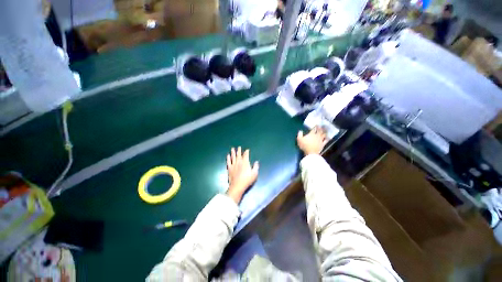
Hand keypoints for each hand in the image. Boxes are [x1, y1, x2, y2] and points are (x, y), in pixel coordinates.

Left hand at [226, 147, 258, 203]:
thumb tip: (256, 162)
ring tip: (232, 148)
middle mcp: (239, 162)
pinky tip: (228, 155)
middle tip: (239, 147)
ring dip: (233, 152)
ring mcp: (233, 165)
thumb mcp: (254, 174)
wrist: (237, 186)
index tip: (247, 150)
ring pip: (233, 157)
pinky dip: (228, 158)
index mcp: (245, 162)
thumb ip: (255, 167)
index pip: (246, 155)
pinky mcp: (229, 168)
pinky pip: (228, 162)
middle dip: (239, 150)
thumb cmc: (247, 180)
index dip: (246, 152)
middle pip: (239, 155)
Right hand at [297, 127, 326, 154]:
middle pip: (320, 131)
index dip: (315, 126)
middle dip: (321, 128)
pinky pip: (326, 140)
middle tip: (322, 126)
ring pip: (324, 134)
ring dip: (325, 132)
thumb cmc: (304, 146)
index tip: (316, 125)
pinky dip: (327, 138)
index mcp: (311, 134)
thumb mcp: (299, 139)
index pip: (314, 129)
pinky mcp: (323, 144)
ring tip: (325, 130)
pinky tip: (328, 137)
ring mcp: (320, 140)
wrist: (311, 153)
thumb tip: (300, 131)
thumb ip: (299, 134)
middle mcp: (317, 135)